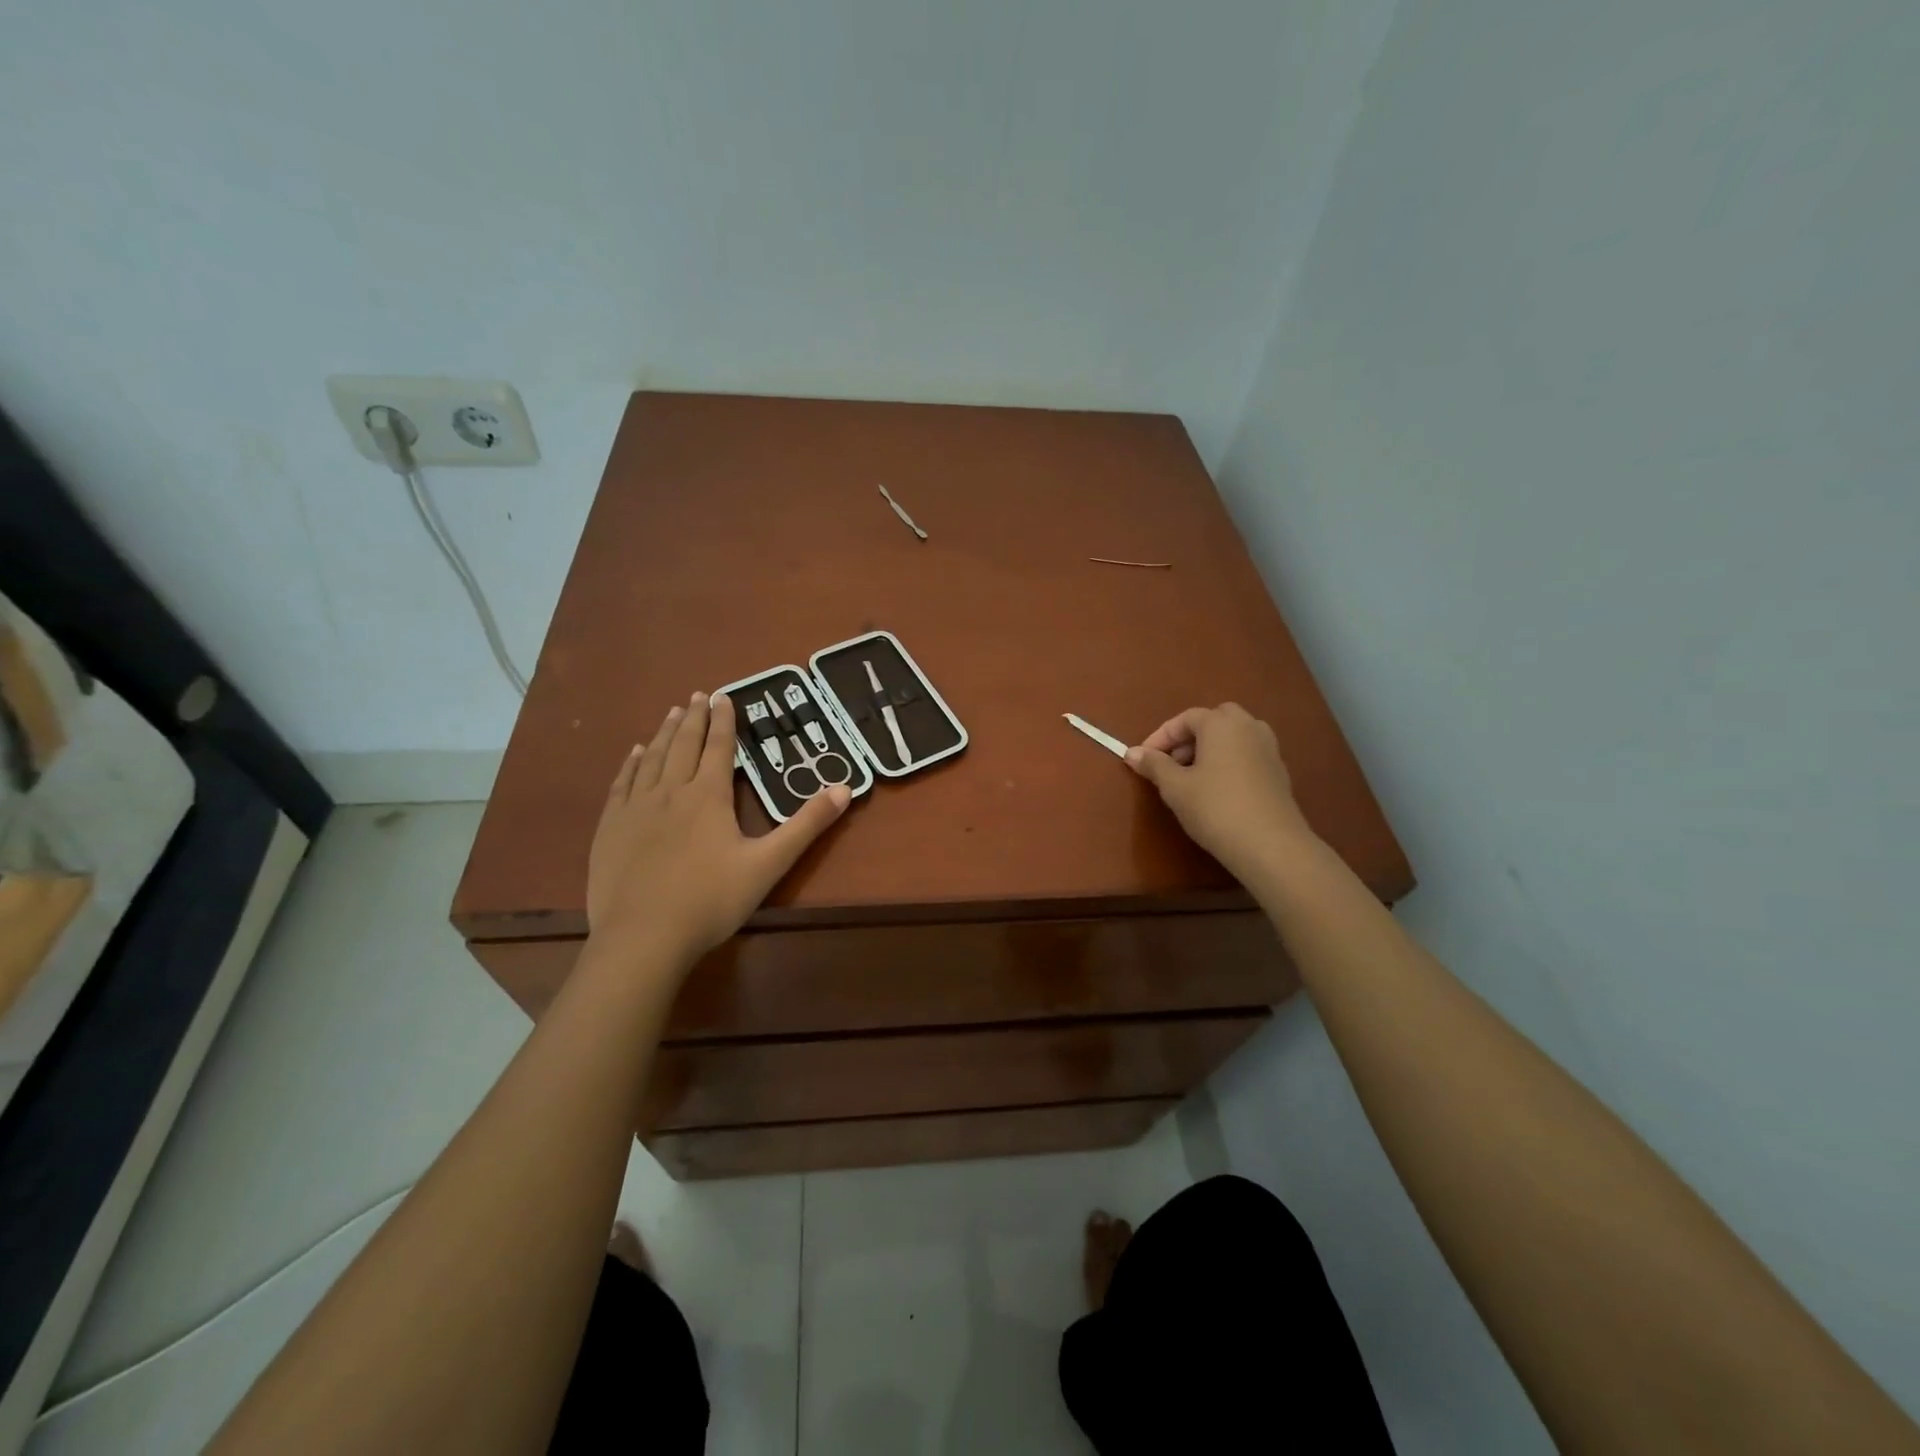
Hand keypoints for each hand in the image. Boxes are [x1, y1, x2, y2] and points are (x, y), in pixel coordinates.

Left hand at [586, 691, 848, 970]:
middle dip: (695, 718)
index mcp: (709, 796)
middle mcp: (671, 791)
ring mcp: (636, 808)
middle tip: (698, 695)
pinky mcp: (611, 828)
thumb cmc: (711, 900)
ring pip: (652, 758)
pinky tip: (634, 753)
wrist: (643, 937)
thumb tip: (844, 788)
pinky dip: (631, 763)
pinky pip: (622, 783)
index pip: (719, 748)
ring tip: (673, 712)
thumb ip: (807, 825)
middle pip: (684, 745)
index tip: (724, 695)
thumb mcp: (769, 863)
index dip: (724, 721)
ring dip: (665, 733)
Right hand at [1126, 703, 1317, 880]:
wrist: (1270, 845)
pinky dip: (1229, 762)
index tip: (1143, 759)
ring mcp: (1269, 748)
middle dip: (1190, 737)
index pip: (1185, 718)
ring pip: (1234, 737)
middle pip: (1215, 720)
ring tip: (1192, 776)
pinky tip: (1217, 789)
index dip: (1161, 737)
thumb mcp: (1175, 787)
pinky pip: (1247, 755)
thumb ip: (1154, 765)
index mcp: (1221, 724)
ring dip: (1211, 748)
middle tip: (1172, 761)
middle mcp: (1249, 727)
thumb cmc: (1215, 808)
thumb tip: (1132, 753)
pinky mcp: (1279, 772)